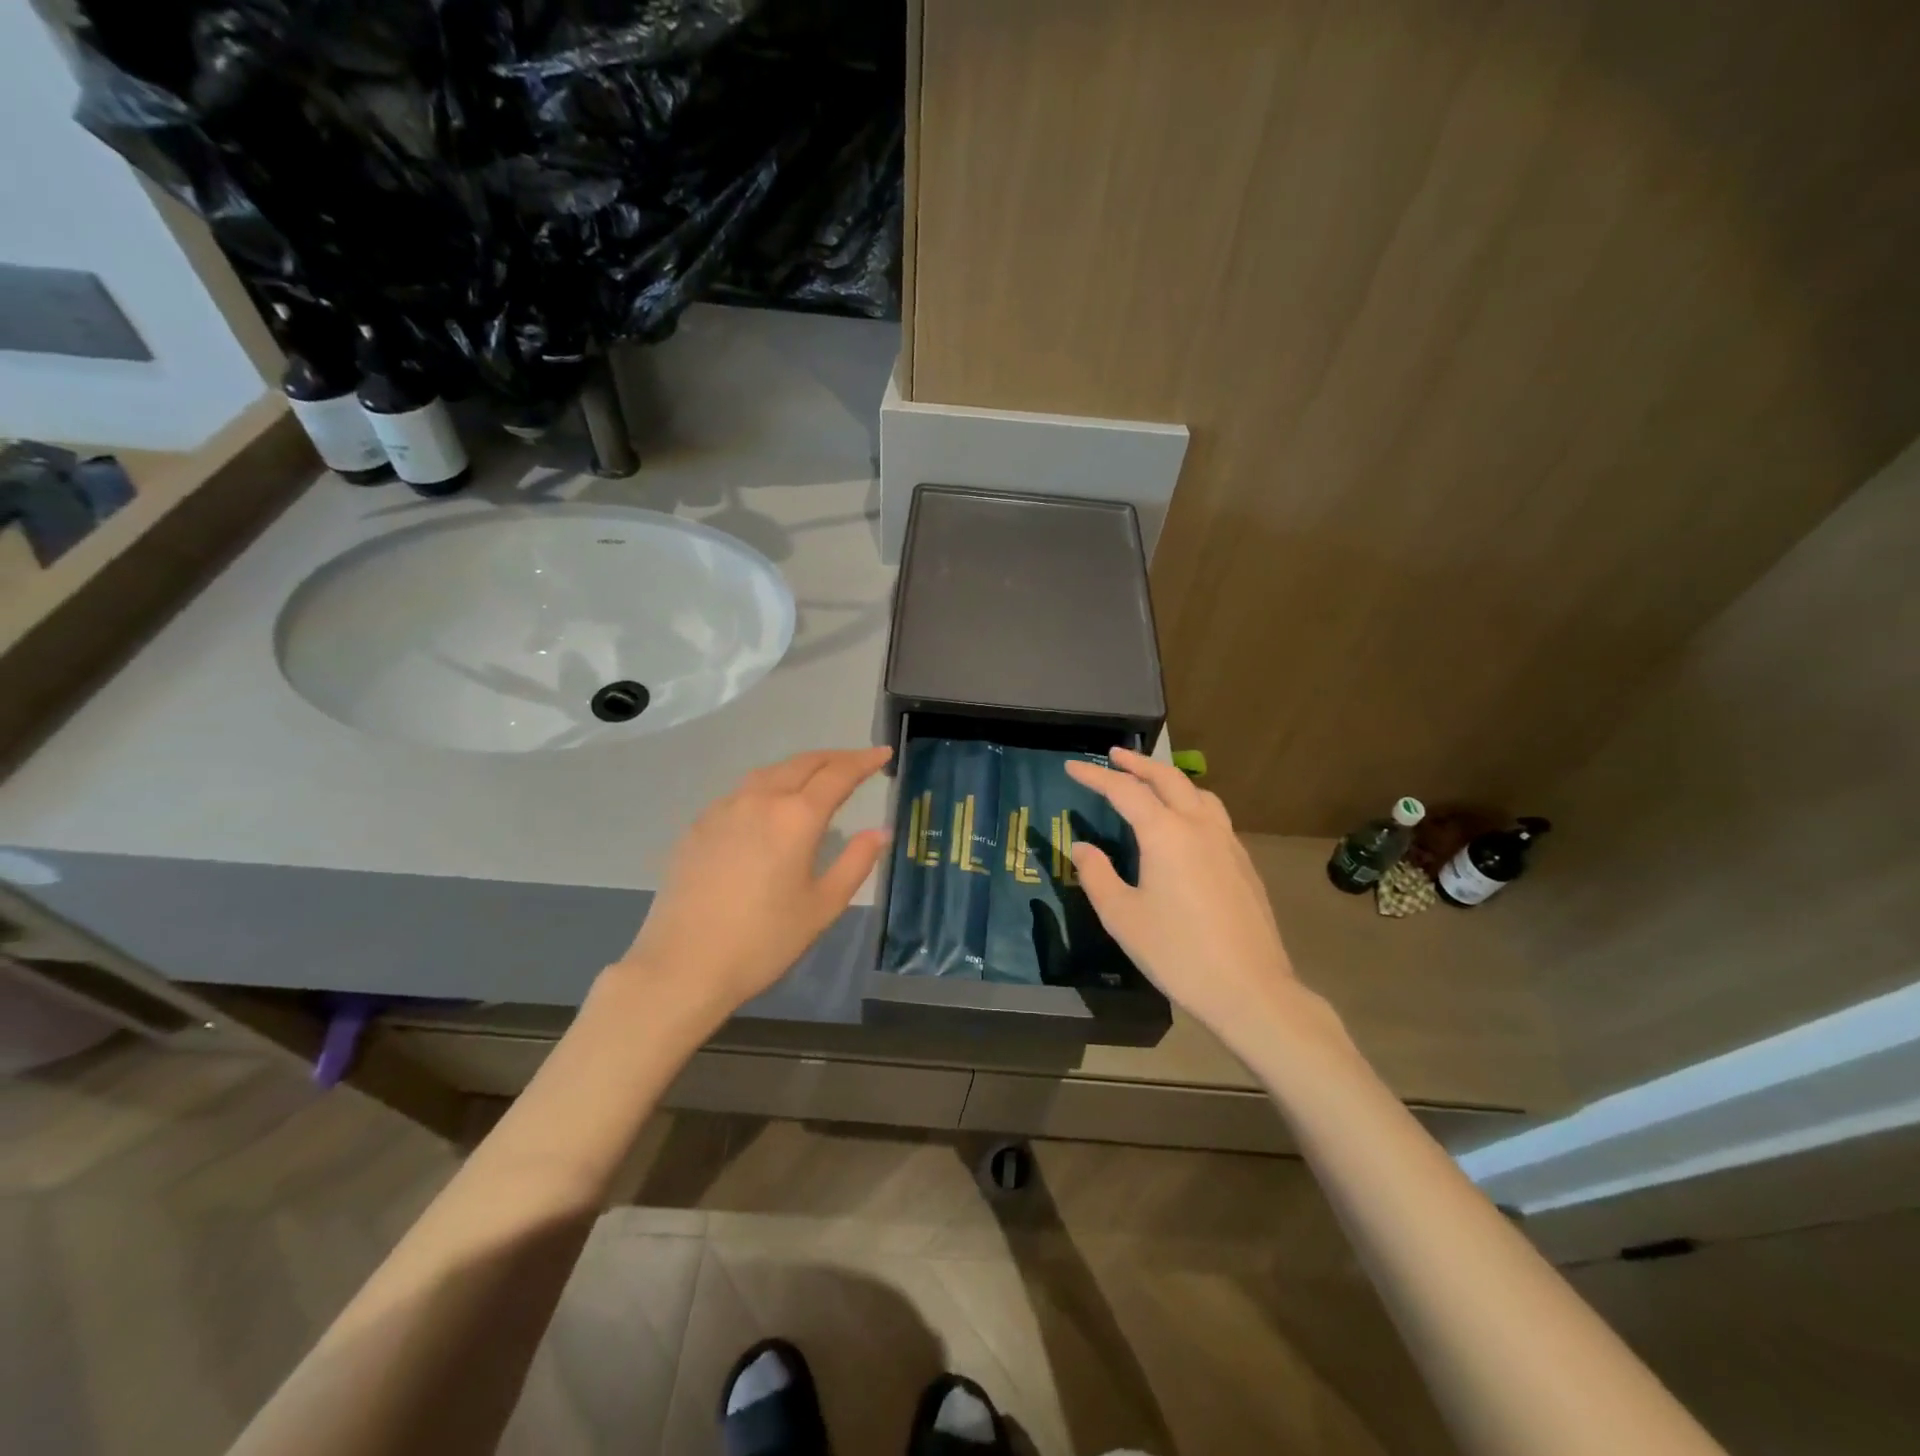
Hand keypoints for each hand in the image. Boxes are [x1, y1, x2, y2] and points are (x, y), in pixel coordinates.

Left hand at [608, 746, 892, 1028]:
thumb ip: (855, 862)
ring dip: (799, 768)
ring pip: (769, 772)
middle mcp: (760, 799)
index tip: (883, 752)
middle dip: (834, 758)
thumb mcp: (822, 906)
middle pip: (803, 763)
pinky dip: (768, 787)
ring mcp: (724, 809)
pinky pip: (741, 792)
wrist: (683, 965)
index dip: (864, 761)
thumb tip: (879, 831)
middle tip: (857, 762)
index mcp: (796, 817)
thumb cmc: (764, 941)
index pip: (838, 774)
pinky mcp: (698, 826)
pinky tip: (769, 808)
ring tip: (817, 778)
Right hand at [1065, 748, 1349, 1064]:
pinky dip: (1191, 802)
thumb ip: (1097, 875)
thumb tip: (1083, 847)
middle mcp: (1199, 826)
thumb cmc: (1177, 953)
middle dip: (1137, 763)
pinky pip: (1214, 815)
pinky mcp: (1243, 862)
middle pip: (1167, 778)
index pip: (1125, 791)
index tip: (1072, 767)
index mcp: (1165, 834)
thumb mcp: (1122, 917)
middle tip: (1114, 756)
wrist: (1249, 988)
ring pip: (1197, 793)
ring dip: (1169, 779)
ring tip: (1151, 782)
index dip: (1096, 776)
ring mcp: (1227, 842)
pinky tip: (1185, 824)